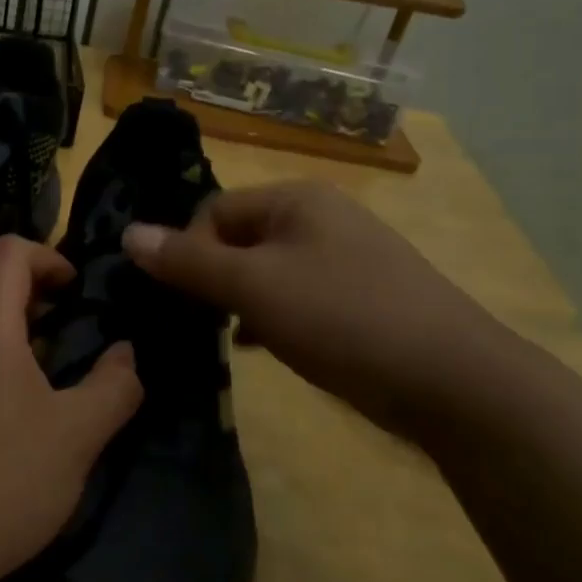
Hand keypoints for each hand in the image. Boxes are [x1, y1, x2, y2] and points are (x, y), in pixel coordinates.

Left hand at [0, 235, 143, 581]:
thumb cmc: (4, 480)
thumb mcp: (78, 435)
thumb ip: (114, 385)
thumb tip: (125, 352)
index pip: (7, 250)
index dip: (47, 255)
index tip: (75, 291)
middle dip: (26, 281)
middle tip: (61, 317)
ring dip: (3, 319)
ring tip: (42, 362)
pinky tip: (5, 406)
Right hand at [122, 182, 511, 434]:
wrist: (454, 381)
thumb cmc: (343, 318)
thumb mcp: (255, 288)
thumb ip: (189, 262)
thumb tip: (128, 234)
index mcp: (296, 201)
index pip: (214, 211)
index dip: (189, 251)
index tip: (183, 298)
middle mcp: (320, 218)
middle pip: (240, 238)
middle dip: (214, 277)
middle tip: (201, 320)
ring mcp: (345, 258)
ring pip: (267, 271)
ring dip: (240, 300)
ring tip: (229, 337)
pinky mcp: (359, 297)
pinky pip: (296, 295)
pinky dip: (273, 316)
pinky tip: (263, 346)